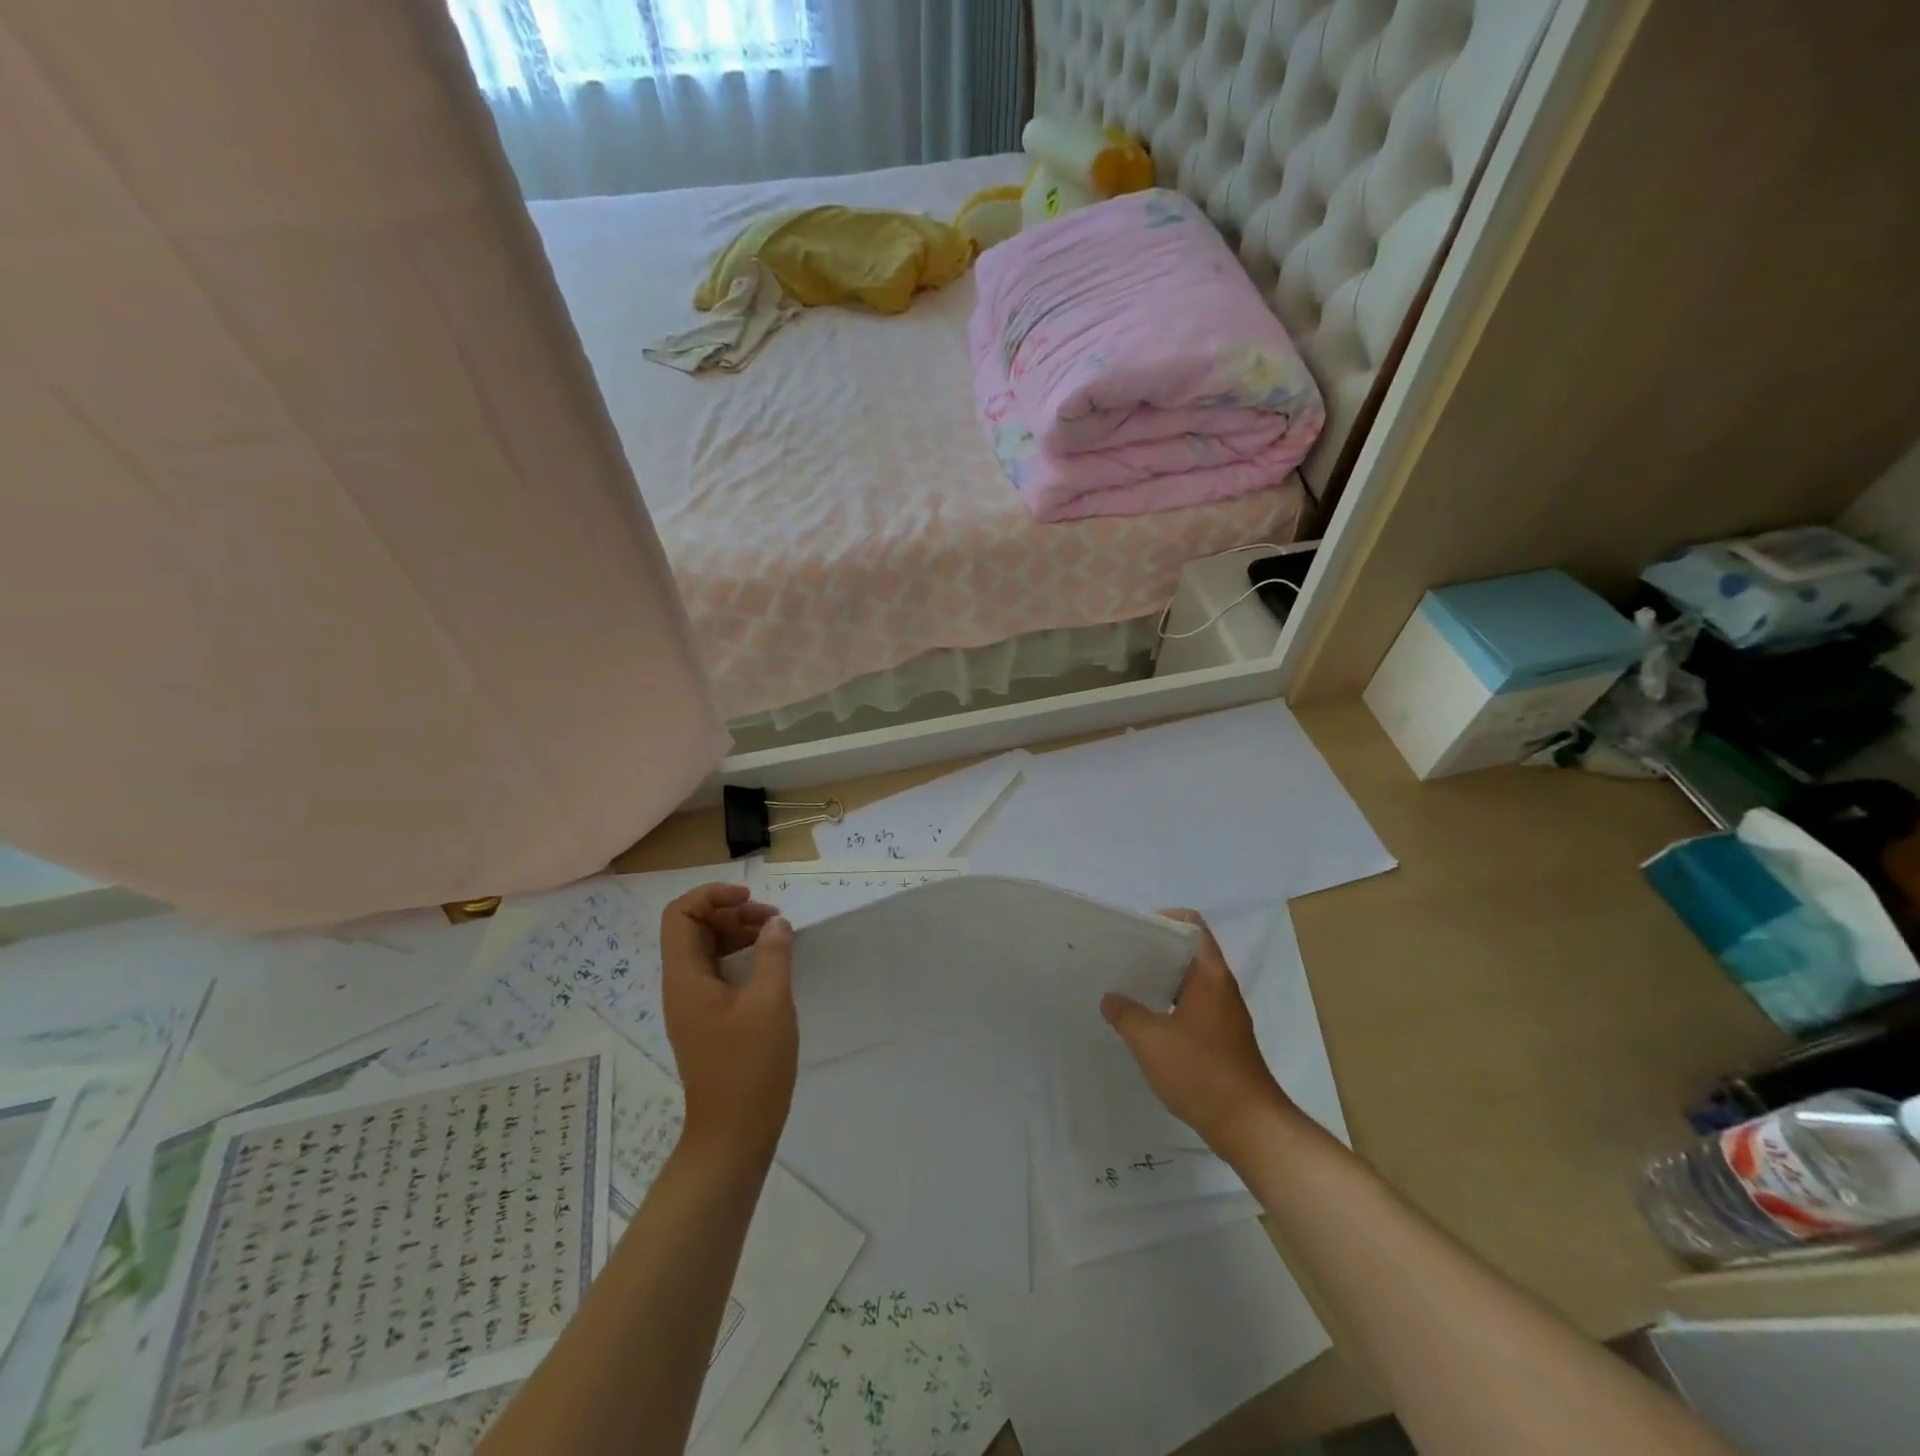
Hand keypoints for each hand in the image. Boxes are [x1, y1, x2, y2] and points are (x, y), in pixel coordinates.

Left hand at [660, 883, 796, 1167]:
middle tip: (773, 920)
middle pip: (694, 928)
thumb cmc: (750, 1065)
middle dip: (732, 912)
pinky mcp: (709, 1020)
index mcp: (685, 978)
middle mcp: (682, 986)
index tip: (751, 900)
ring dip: (739, 933)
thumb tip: (775, 922)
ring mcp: (694, 1005)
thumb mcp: (770, 1002)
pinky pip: (718, 972)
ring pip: (708, 949)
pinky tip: (771, 965)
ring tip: (777, 937)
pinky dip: (741, 958)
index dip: (712, 896)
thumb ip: (773, 954)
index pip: (680, 915)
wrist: (733, 1133)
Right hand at [1100, 909, 1298, 1163]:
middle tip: (1121, 957)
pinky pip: (1194, 1008)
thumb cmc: (1201, 1072)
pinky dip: (1170, 1006)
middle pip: (1189, 953)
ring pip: (1190, 983)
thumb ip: (1126, 1014)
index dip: (1165, 920)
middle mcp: (1221, 988)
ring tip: (1127, 987)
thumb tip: (1111, 999)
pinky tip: (1146, 1023)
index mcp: (1210, 976)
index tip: (1135, 930)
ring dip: (1162, 981)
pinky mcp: (1223, 1039)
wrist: (1249, 1126)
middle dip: (1156, 952)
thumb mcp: (1150, 1041)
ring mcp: (1225, 1015)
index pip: (1193, 926)